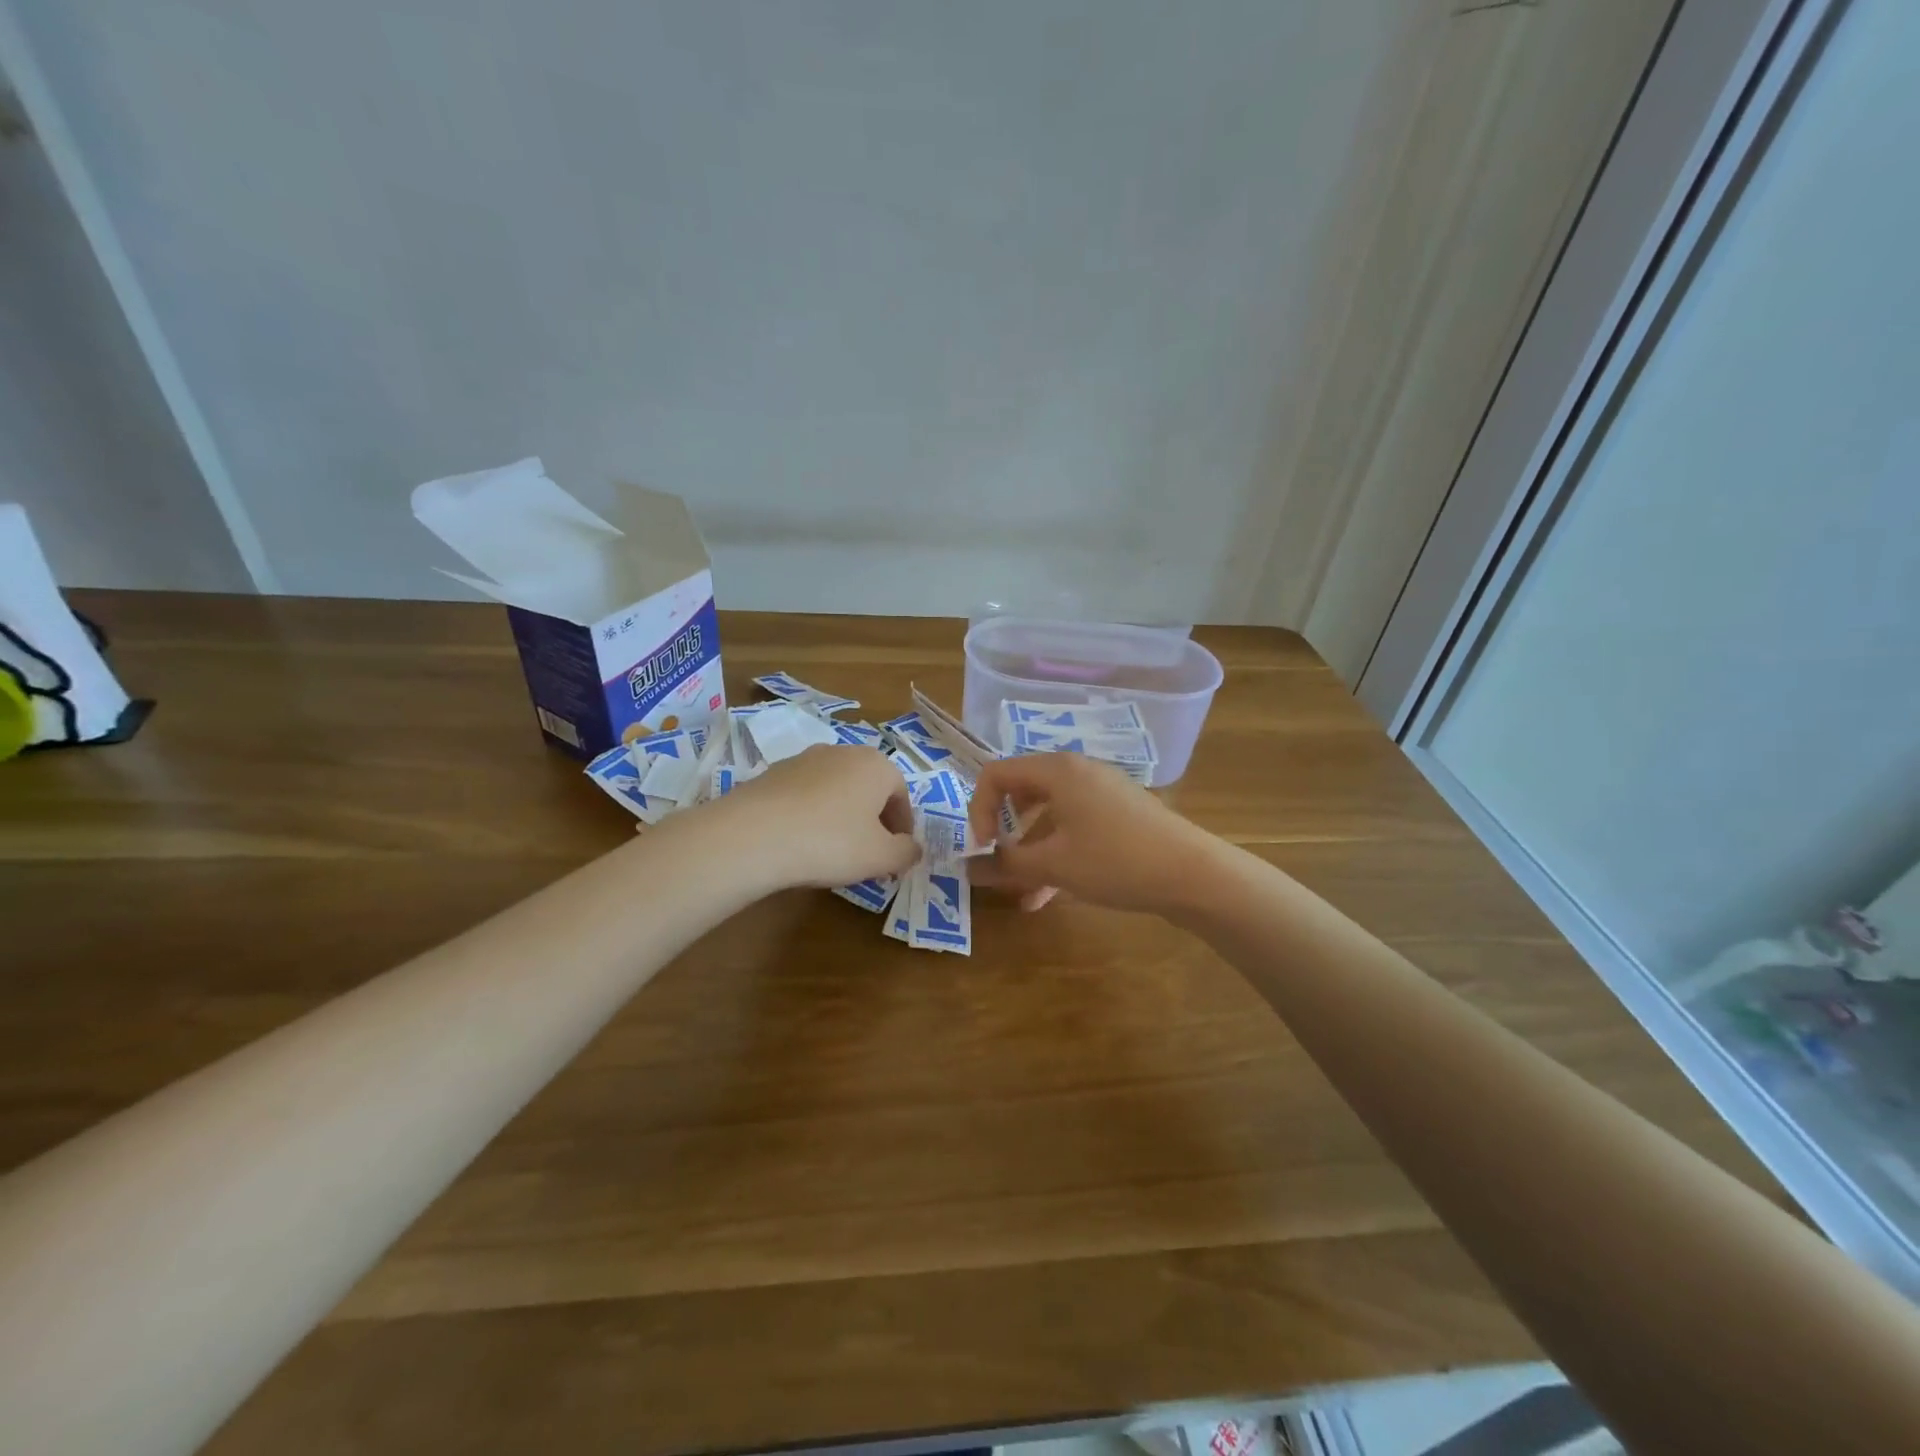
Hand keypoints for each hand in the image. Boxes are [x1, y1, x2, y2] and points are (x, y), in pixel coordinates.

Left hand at [722, 745, 918, 889]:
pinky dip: (811, 813)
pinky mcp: (773, 772)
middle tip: (869, 852)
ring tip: (833, 848)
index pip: (901, 794)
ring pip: (836, 788)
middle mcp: (843, 752)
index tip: (897, 853)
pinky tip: (801, 840)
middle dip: (873, 818)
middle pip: (869, 787)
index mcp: (876, 765)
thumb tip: (912, 848)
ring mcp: (804, 759)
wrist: (753, 835)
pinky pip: (805, 794)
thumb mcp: (881, 857)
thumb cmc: (831, 842)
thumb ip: (906, 852)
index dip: (903, 826)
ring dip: (842, 814)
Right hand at [965, 752, 1222, 914]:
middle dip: (1004, 831)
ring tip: (1022, 893)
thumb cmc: (1115, 860)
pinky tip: (1048, 896)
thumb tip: (967, 870)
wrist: (1192, 874)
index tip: (983, 849)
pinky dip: (1056, 854)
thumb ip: (1005, 865)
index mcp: (1057, 770)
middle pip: (1021, 791)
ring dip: (1030, 852)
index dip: (978, 810)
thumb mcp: (1054, 865)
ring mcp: (1101, 792)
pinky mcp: (1118, 814)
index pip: (996, 774)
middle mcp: (1077, 771)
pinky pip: (1073, 827)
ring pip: (1048, 816)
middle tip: (998, 863)